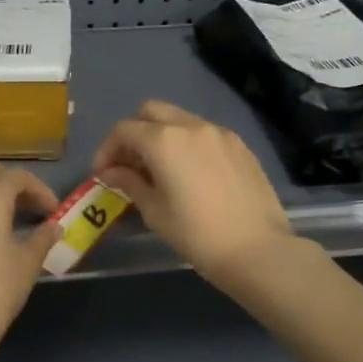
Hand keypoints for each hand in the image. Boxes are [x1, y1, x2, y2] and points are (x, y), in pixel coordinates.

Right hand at [92, 100, 294, 285]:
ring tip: (160, 170)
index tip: (103, 174)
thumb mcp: (155, 212)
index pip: (123, 130)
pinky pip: (204, 133)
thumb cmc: (197, 235)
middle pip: (150, 111)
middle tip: (129, 164)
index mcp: (164, 140)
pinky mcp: (239, 145)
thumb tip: (112, 172)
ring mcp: (219, 132)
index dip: (107, 149)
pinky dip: (187, 143)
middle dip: (134, 133)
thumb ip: (130, 183)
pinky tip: (191, 173)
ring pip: (179, 119)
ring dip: (161, 135)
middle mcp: (190, 125)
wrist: (258, 250)